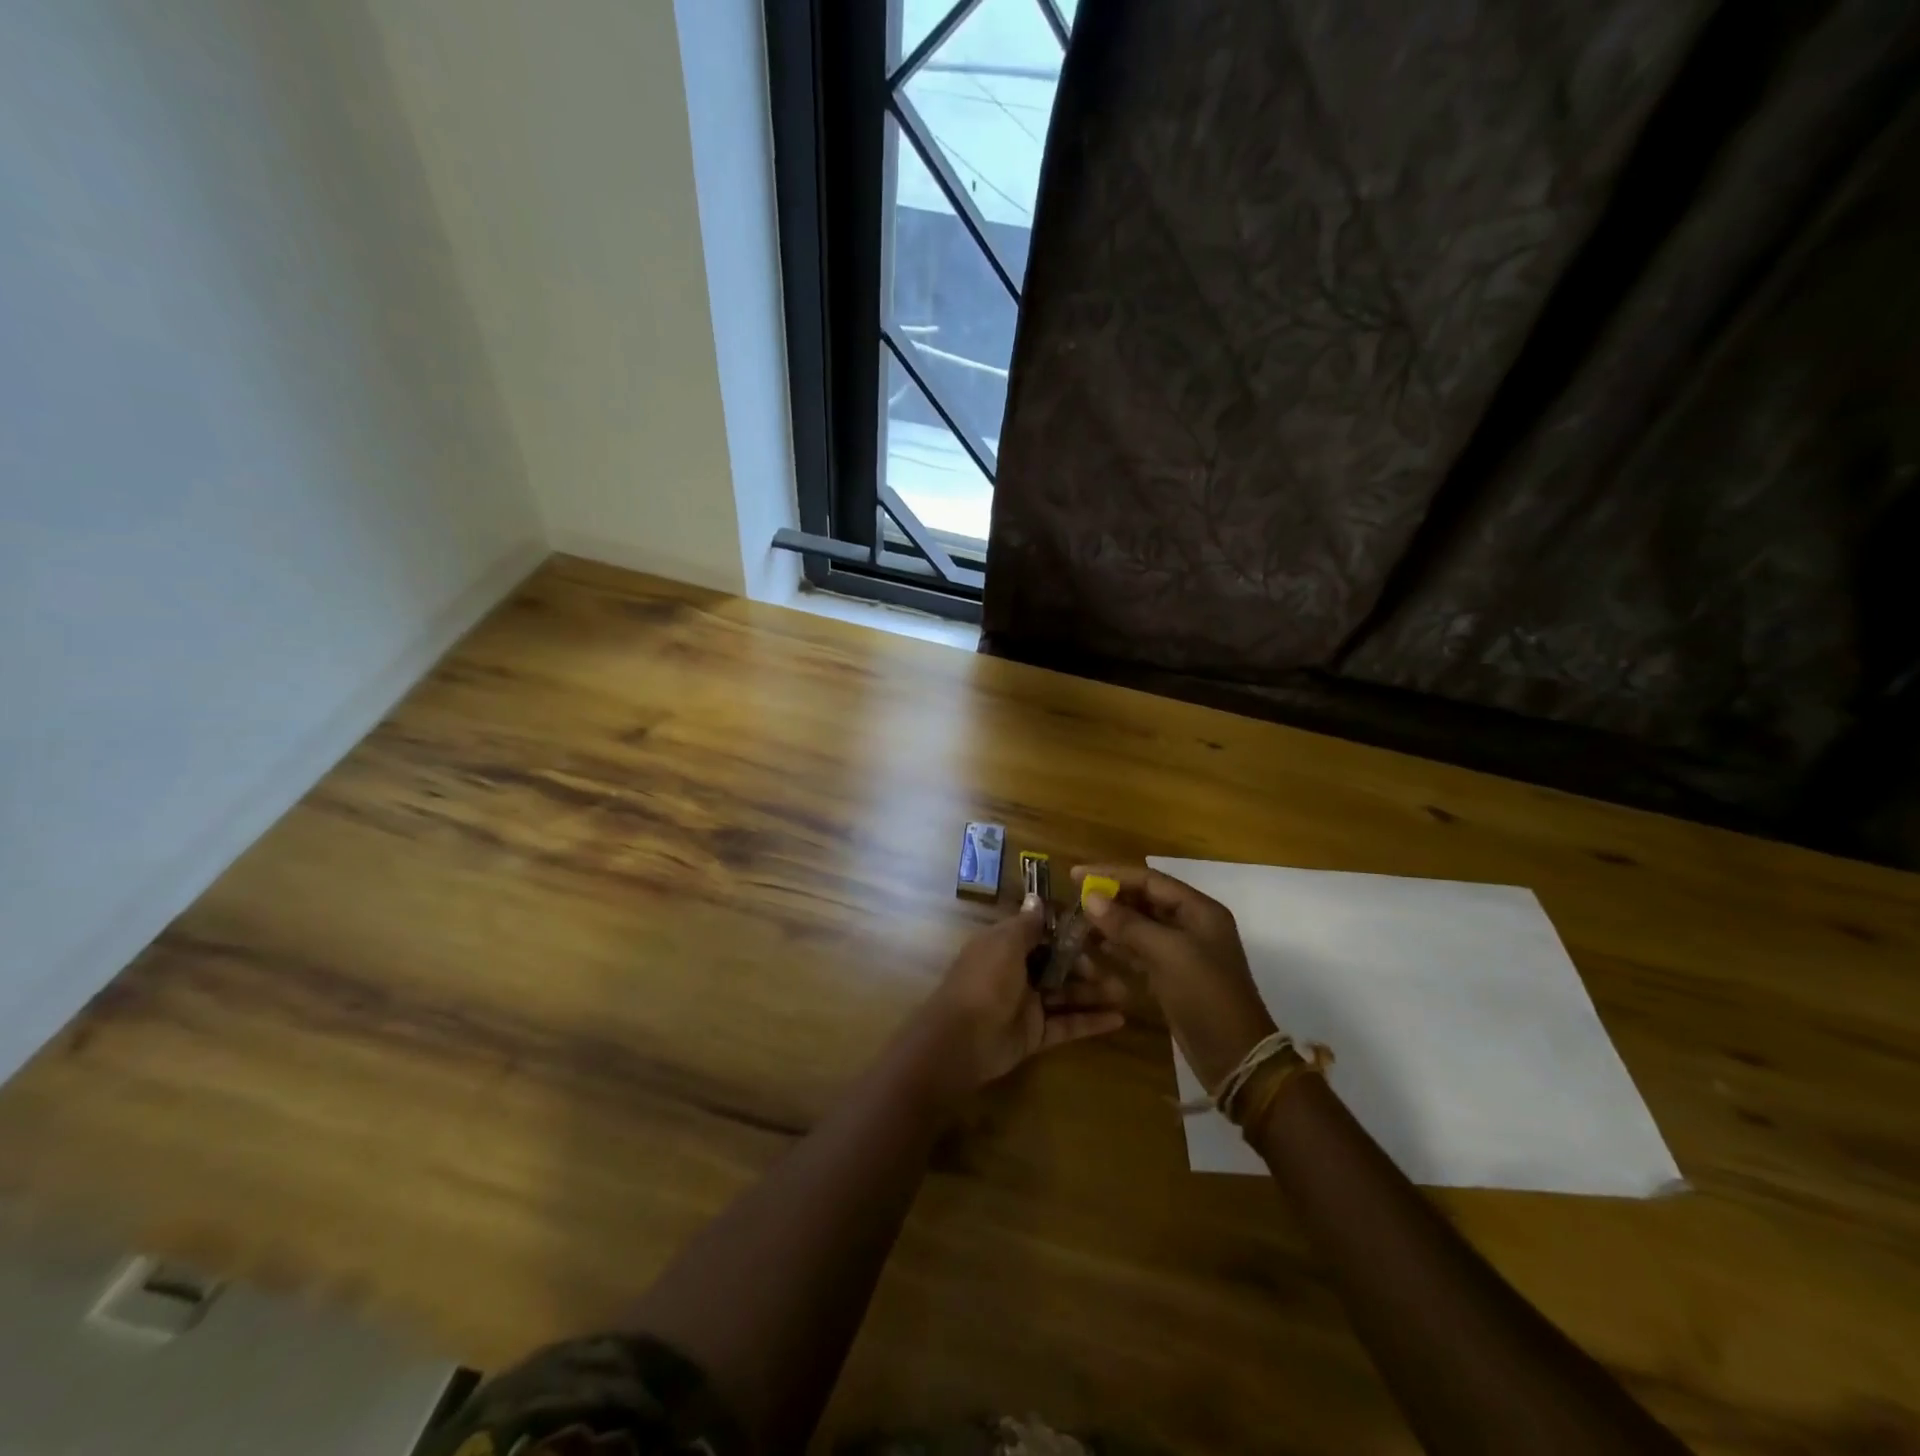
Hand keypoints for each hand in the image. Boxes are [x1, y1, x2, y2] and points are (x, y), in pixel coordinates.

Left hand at [911, 896, 1127, 1095]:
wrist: (962, 1039)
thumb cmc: (985, 981)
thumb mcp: (1005, 943)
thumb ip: (1027, 924)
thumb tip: (1036, 896)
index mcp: (1006, 946)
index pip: (1042, 934)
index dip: (1068, 932)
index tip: (1098, 930)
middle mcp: (1017, 972)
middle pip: (1058, 965)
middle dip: (1087, 965)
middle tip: (1118, 966)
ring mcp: (1027, 1005)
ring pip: (1067, 994)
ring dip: (1095, 993)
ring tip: (1127, 992)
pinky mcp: (1036, 1035)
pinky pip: (1068, 1025)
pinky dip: (1092, 1022)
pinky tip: (1119, 1020)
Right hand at [1072, 864, 1276, 1092]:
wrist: (1234, 1056)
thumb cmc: (1205, 995)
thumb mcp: (1167, 953)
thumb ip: (1127, 923)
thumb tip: (1090, 897)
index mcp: (1199, 910)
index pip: (1150, 880)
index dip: (1112, 874)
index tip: (1075, 875)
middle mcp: (1192, 924)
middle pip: (1144, 900)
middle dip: (1110, 898)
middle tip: (1073, 898)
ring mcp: (1182, 951)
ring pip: (1139, 926)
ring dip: (1110, 922)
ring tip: (1077, 921)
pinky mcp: (1172, 975)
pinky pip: (1140, 951)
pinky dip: (1117, 947)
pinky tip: (1093, 948)